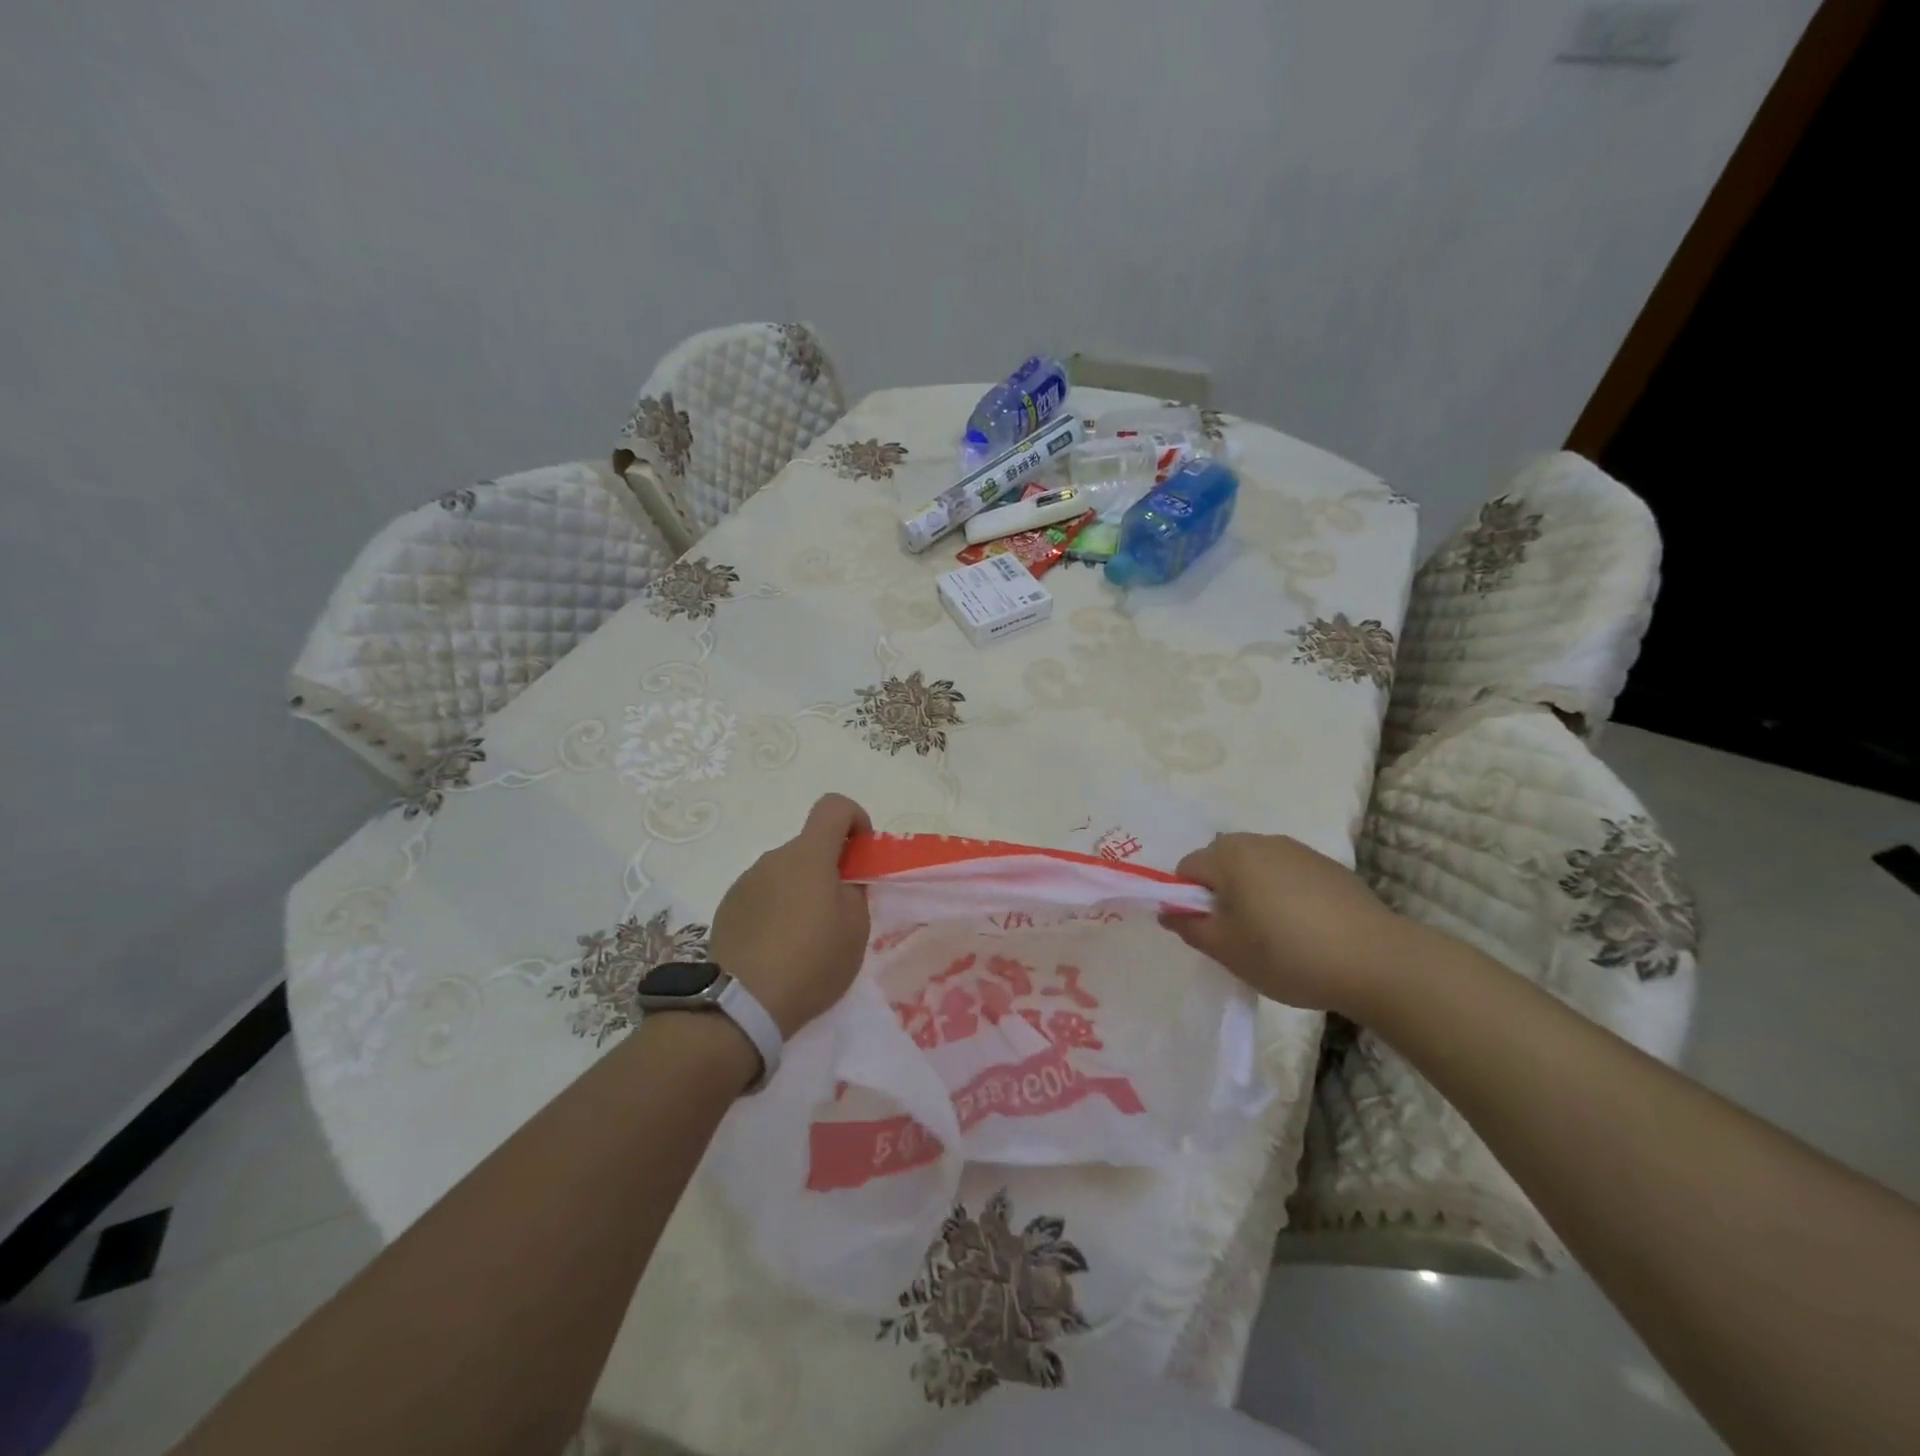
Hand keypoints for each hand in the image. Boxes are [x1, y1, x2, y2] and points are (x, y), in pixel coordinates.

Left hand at [710, 794, 871, 1038]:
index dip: (855, 819)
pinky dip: (776, 909)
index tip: (861, 853)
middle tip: (839, 912)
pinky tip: (778, 948)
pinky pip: (763, 894)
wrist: (741, 1004)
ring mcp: (746, 881)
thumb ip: (854, 892)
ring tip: (806, 938)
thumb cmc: (811, 962)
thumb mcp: (855, 930)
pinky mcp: (728, 906)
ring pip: (785, 872)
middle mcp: (774, 858)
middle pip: (809, 845)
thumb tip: (841, 883)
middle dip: (829, 867)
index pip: (834, 806)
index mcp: (809, 855)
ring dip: (801, 890)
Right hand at [1159, 833, 1420, 1014]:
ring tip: (1272, 934)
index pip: (1187, 868)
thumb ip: (1190, 927)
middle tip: (1236, 935)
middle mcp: (1260, 841)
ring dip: (1251, 892)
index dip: (1187, 900)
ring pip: (1256, 867)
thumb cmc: (1287, 953)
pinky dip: (1283, 894)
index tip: (1207, 931)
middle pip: (1221, 862)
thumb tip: (1170, 910)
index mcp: (1230, 855)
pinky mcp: (1328, 866)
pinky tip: (1304, 929)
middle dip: (1219, 893)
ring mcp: (1298, 850)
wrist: (1376, 960)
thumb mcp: (1227, 950)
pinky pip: (1287, 874)